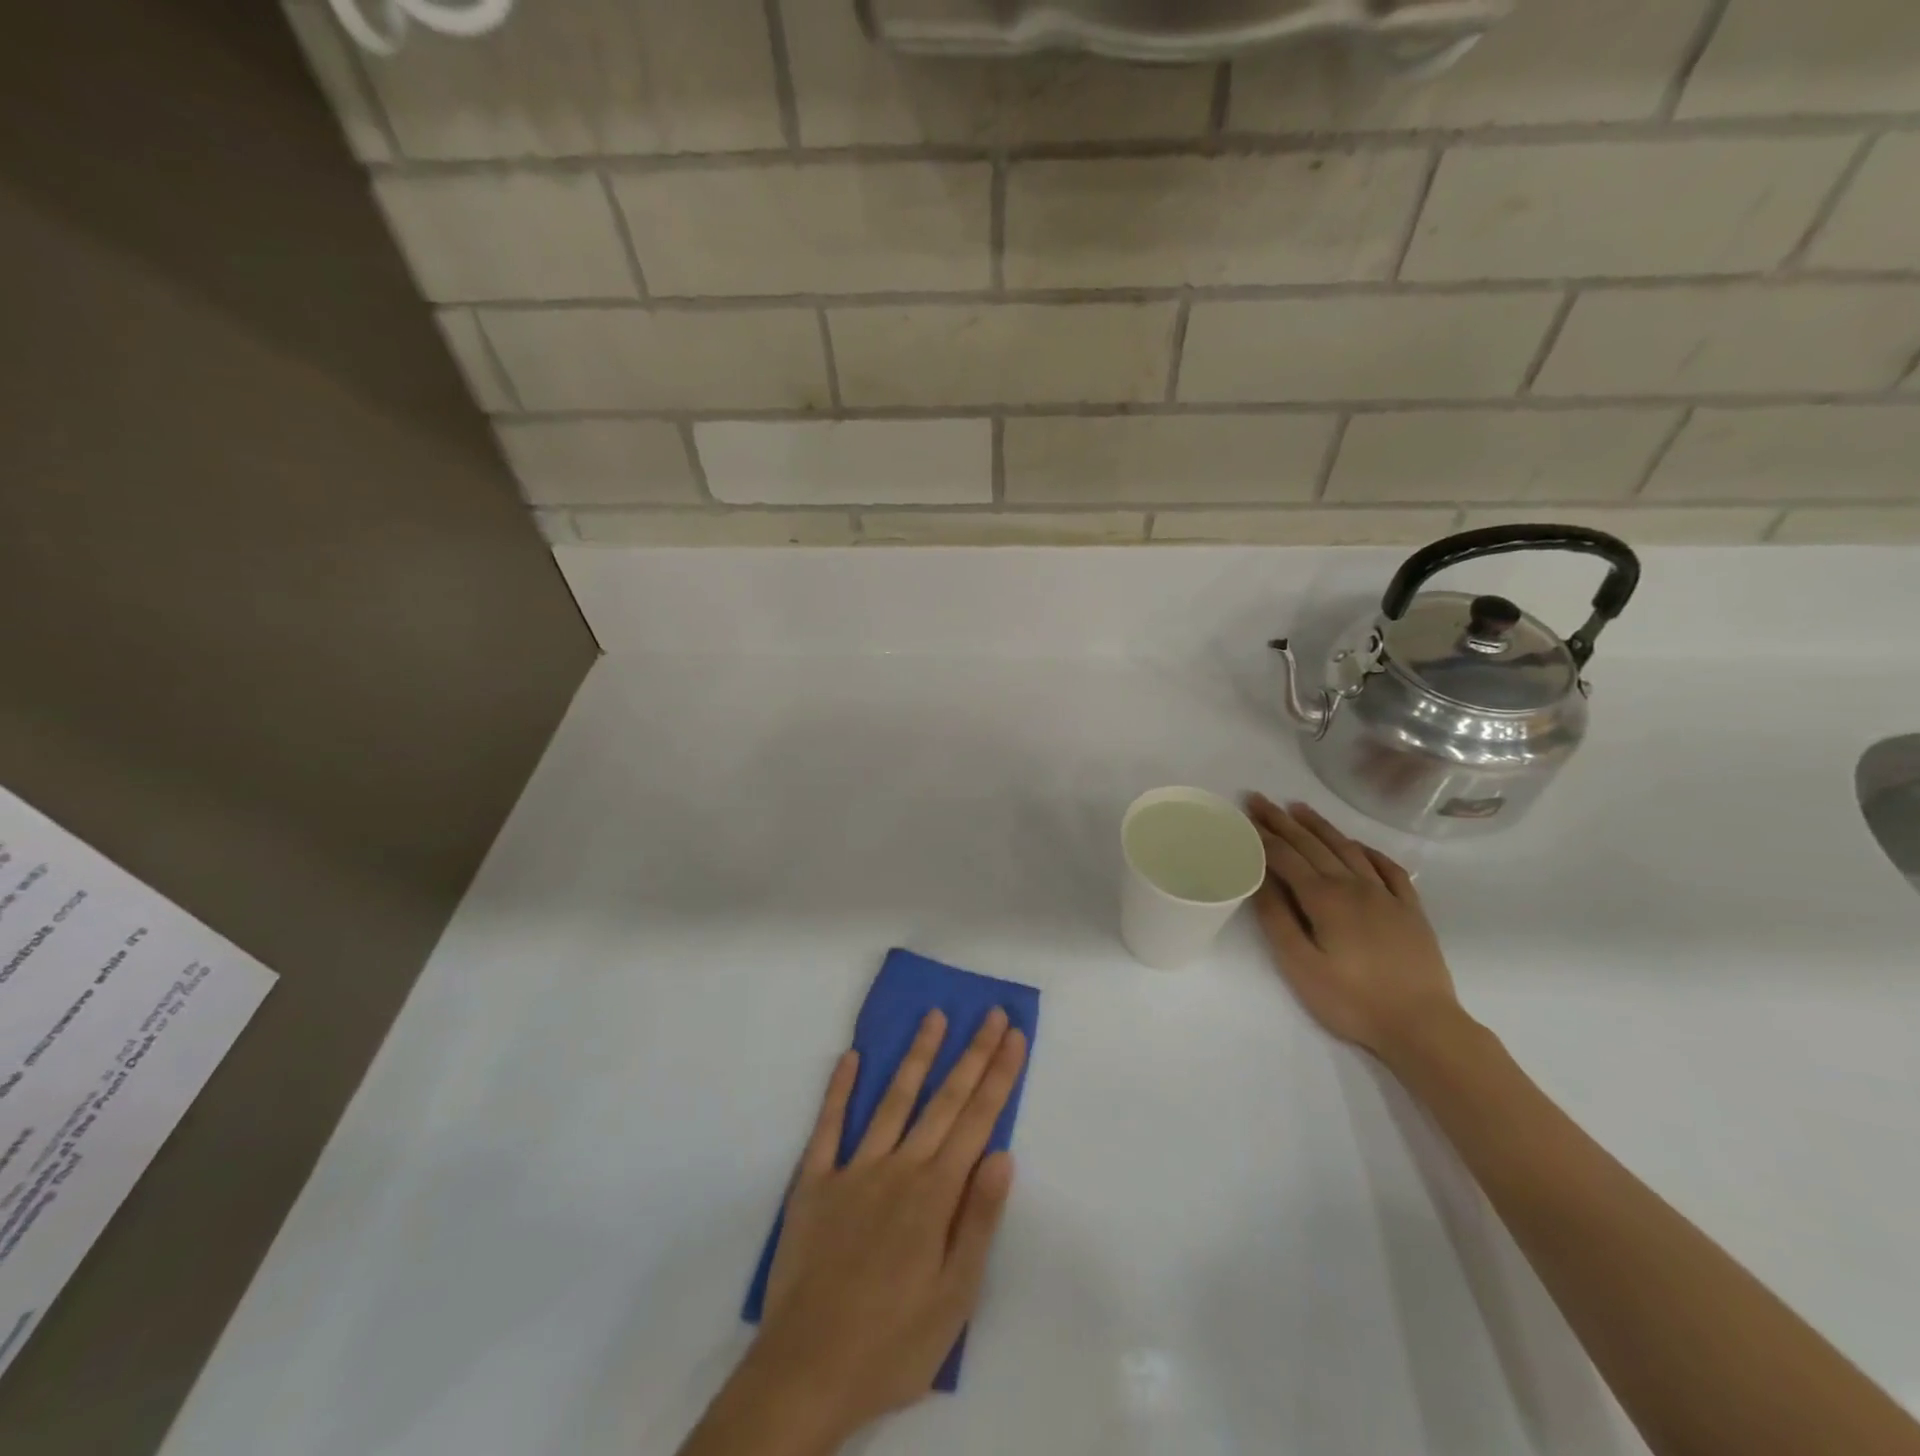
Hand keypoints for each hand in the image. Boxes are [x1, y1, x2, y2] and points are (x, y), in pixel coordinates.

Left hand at [745, 1008, 1027, 1448]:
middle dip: (972, 1054)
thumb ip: (978, 1221)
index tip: (1014, 1036)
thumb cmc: (893, 1344)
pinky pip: (828, 1126)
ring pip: (892, 1099)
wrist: (806, 1372)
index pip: (976, 1121)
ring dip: (916, 1056)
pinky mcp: (814, 1181)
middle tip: (992, 1013)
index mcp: (934, 1194)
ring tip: (935, 1017)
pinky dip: (839, 1089)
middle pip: (942, 1100)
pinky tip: (850, 1056)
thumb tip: (1002, 1154)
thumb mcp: (954, 1298)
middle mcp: (898, 1167)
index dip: (998, 1076)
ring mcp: (853, 1168)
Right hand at [1245, 794, 1461, 1060]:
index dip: (1262, 834)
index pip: (1286, 856)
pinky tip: (1358, 845)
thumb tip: (1258, 878)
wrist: (1423, 1026)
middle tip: (1261, 799)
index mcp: (1324, 898)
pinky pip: (1389, 868)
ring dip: (1321, 826)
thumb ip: (1277, 919)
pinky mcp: (1410, 910)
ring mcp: (1386, 895)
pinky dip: (1369, 850)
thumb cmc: (1352, 1000)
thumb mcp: (1300, 965)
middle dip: (1283, 821)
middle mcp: (1354, 886)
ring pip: (1348, 849)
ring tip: (1300, 808)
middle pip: (1313, 845)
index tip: (1244, 812)